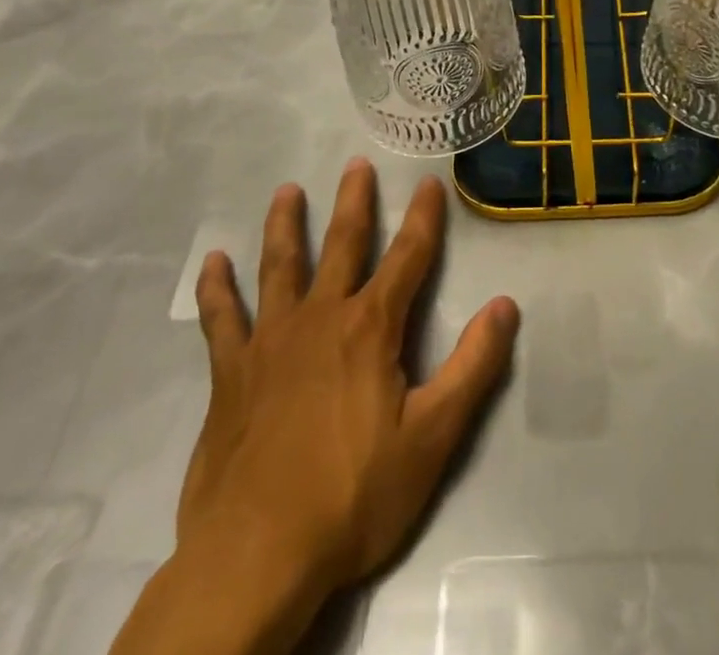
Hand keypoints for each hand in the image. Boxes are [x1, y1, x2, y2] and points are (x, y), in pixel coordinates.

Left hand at [114, 161, 519, 654]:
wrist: (258, 554)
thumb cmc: (354, 496)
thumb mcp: (433, 437)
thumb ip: (473, 367)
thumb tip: (506, 305)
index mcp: (371, 328)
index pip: (408, 258)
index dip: (424, 218)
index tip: (429, 183)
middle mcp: (321, 317)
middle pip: (342, 244)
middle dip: (354, 202)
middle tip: (356, 164)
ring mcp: (270, 341)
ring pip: (279, 266)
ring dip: (285, 225)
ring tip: (287, 191)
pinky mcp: (231, 373)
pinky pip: (221, 320)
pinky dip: (216, 289)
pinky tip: (211, 263)